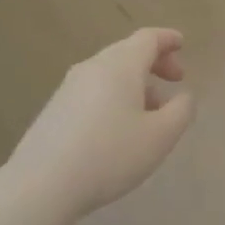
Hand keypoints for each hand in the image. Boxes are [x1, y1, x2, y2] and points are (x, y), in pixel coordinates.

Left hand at [3, 28, 194, 224]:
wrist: (41, 186)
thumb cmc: (110, 155)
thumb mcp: (161, 136)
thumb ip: (181, 110)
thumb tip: (182, 96)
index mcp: (120, 66)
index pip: (148, 38)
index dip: (168, 39)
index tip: (183, 45)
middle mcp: (92, 68)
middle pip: (127, 52)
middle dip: (155, 62)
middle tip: (176, 81)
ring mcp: (68, 89)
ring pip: (110, 73)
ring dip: (136, 84)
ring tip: (152, 112)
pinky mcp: (55, 110)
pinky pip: (93, 91)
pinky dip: (115, 97)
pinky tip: (120, 128)